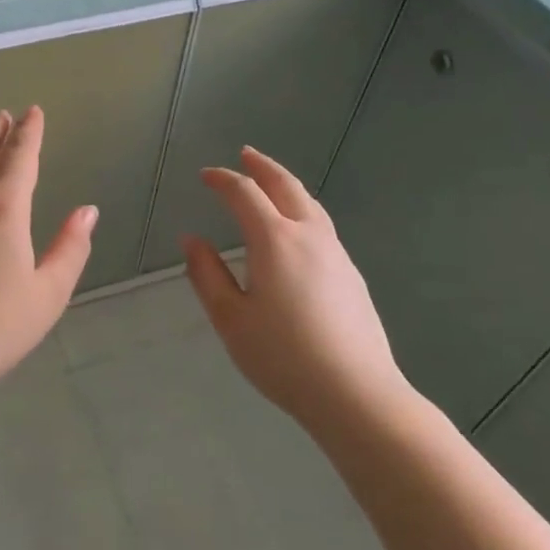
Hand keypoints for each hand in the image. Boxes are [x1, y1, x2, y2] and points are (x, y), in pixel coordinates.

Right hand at [183, 147, 412, 433]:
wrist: (357, 394)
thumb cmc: (284, 357)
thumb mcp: (231, 319)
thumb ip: (207, 275)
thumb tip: (192, 240)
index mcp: (274, 240)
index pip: (244, 193)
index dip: (223, 180)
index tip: (206, 176)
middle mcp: (308, 235)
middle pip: (285, 186)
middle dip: (262, 167)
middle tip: (245, 155)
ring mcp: (336, 254)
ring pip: (310, 204)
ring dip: (286, 185)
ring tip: (272, 183)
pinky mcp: (352, 275)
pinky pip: (322, 225)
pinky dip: (303, 210)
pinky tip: (298, 229)